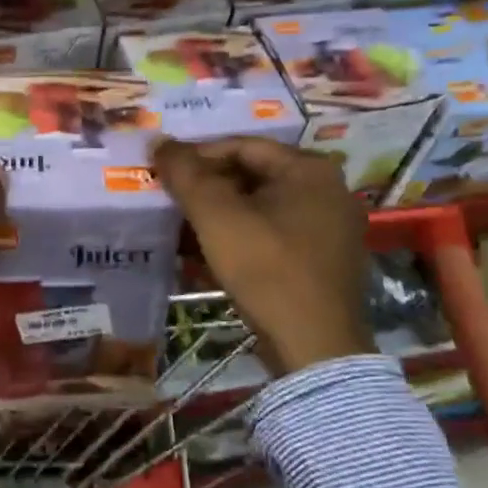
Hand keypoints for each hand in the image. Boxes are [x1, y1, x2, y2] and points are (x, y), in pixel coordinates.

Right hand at [151, 137, 372, 376]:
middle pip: (253, 175)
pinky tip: (210, 251)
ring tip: (182, 225)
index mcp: (310, 170)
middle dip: (207, 187)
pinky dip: (241, 234)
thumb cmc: (266, 269)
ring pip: (261, 206)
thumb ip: (185, 174)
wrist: (314, 347)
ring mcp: (331, 227)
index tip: (165, 173)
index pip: (241, 146)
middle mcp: (328, 190)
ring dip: (220, 213)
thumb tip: (157, 140)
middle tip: (170, 199)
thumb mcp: (217, 216)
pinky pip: (274, 232)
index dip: (197, 156)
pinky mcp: (324, 260)